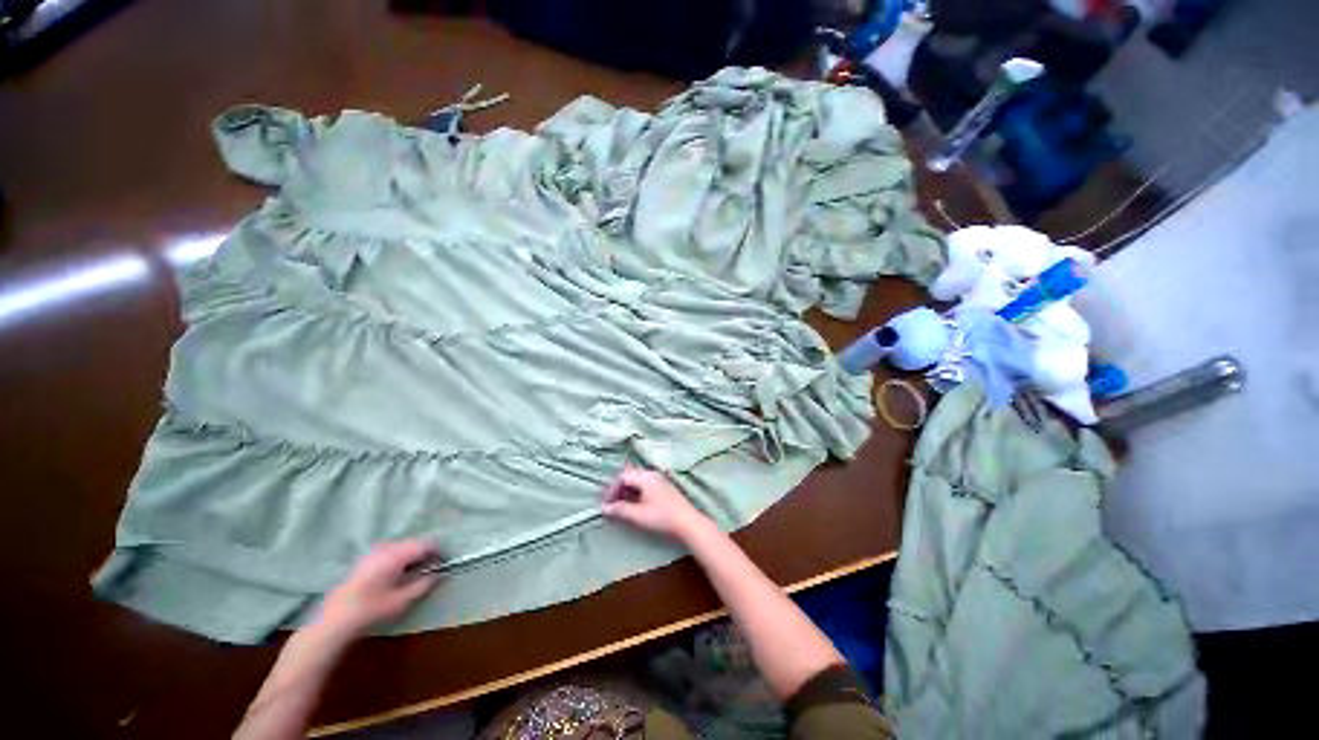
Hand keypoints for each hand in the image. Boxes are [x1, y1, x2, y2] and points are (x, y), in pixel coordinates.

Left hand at [316, 540, 439, 640]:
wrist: (333, 621)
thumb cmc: (371, 610)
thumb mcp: (402, 600)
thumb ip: (424, 584)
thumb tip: (440, 573)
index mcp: (397, 554)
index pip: (426, 544)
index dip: (439, 551)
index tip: (445, 562)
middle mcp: (386, 547)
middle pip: (414, 543)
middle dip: (425, 553)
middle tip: (432, 569)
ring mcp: (373, 552)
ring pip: (402, 547)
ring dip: (412, 556)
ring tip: (415, 573)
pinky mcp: (364, 559)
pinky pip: (390, 552)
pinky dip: (399, 559)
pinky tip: (397, 575)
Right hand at [603, 468, 709, 540]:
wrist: (687, 522)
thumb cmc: (662, 517)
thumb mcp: (638, 515)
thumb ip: (620, 510)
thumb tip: (604, 508)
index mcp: (645, 477)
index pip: (622, 476)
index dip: (612, 489)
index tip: (606, 503)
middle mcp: (651, 474)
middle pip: (629, 475)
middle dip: (618, 488)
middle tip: (611, 503)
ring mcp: (659, 479)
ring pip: (637, 480)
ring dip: (626, 490)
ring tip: (621, 505)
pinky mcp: (663, 486)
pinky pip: (644, 483)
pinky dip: (635, 491)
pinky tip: (634, 504)